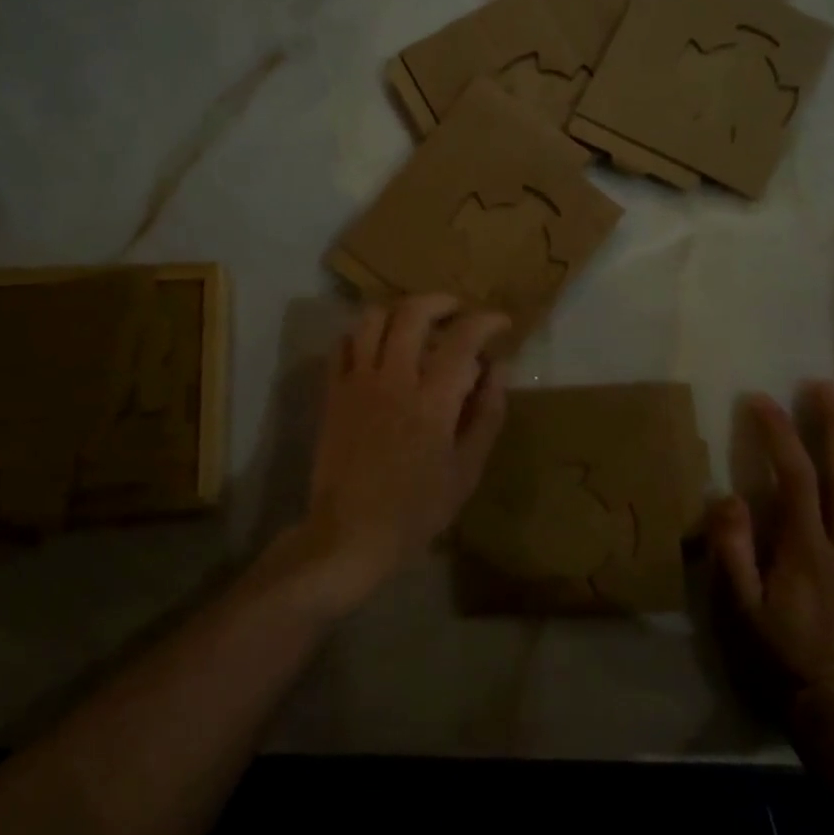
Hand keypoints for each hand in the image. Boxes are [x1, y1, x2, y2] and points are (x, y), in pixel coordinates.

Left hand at [292, 294, 510, 615]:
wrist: (349, 533)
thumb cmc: (417, 509)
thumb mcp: (467, 470)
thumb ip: (487, 413)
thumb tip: (499, 367)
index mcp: (432, 400)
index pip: (463, 339)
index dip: (486, 321)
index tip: (500, 322)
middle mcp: (393, 379)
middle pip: (413, 313)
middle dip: (441, 301)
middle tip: (457, 312)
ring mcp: (357, 382)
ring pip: (372, 318)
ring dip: (399, 310)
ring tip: (416, 322)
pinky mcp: (333, 392)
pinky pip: (343, 344)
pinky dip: (364, 332)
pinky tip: (378, 345)